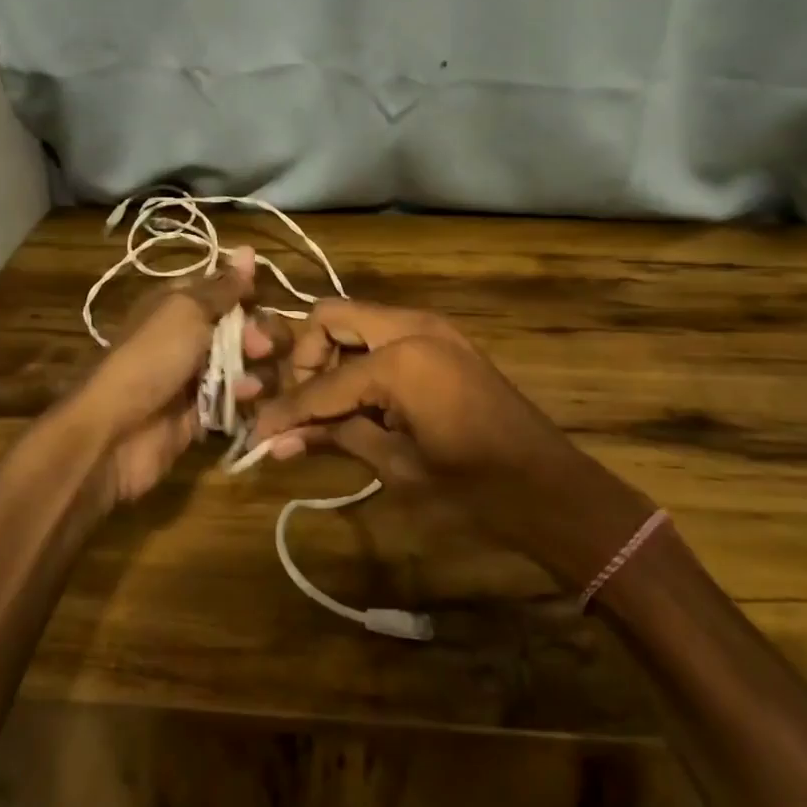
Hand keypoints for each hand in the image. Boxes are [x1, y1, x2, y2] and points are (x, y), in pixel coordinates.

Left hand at [66, 247, 273, 504]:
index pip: (225, 291)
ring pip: (247, 365)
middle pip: (243, 328)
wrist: (116, 432)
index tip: (262, 301)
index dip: (247, 295)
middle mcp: (189, 337)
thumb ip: (223, 287)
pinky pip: (238, 400)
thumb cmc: (151, 359)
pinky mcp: (205, 413)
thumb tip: (248, 248)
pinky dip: (246, 400)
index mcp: (179, 305)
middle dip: (259, 336)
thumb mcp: (187, 312)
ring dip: (257, 371)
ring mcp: (197, 377)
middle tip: (260, 348)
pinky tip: (246, 403)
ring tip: (248, 386)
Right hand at [248, 300, 652, 580]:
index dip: (286, 410)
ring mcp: (432, 328)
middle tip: (303, 407)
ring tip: (330, 410)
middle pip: (332, 317)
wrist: (550, 488)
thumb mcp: (397, 467)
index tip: (256, 434)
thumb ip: (336, 439)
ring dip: (334, 356)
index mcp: (400, 358)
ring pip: (358, 320)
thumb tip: (276, 441)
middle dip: (307, 358)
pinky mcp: (443, 340)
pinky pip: (385, 334)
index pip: (322, 382)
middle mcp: (413, 326)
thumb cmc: (474, 489)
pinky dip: (363, 359)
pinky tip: (362, 402)